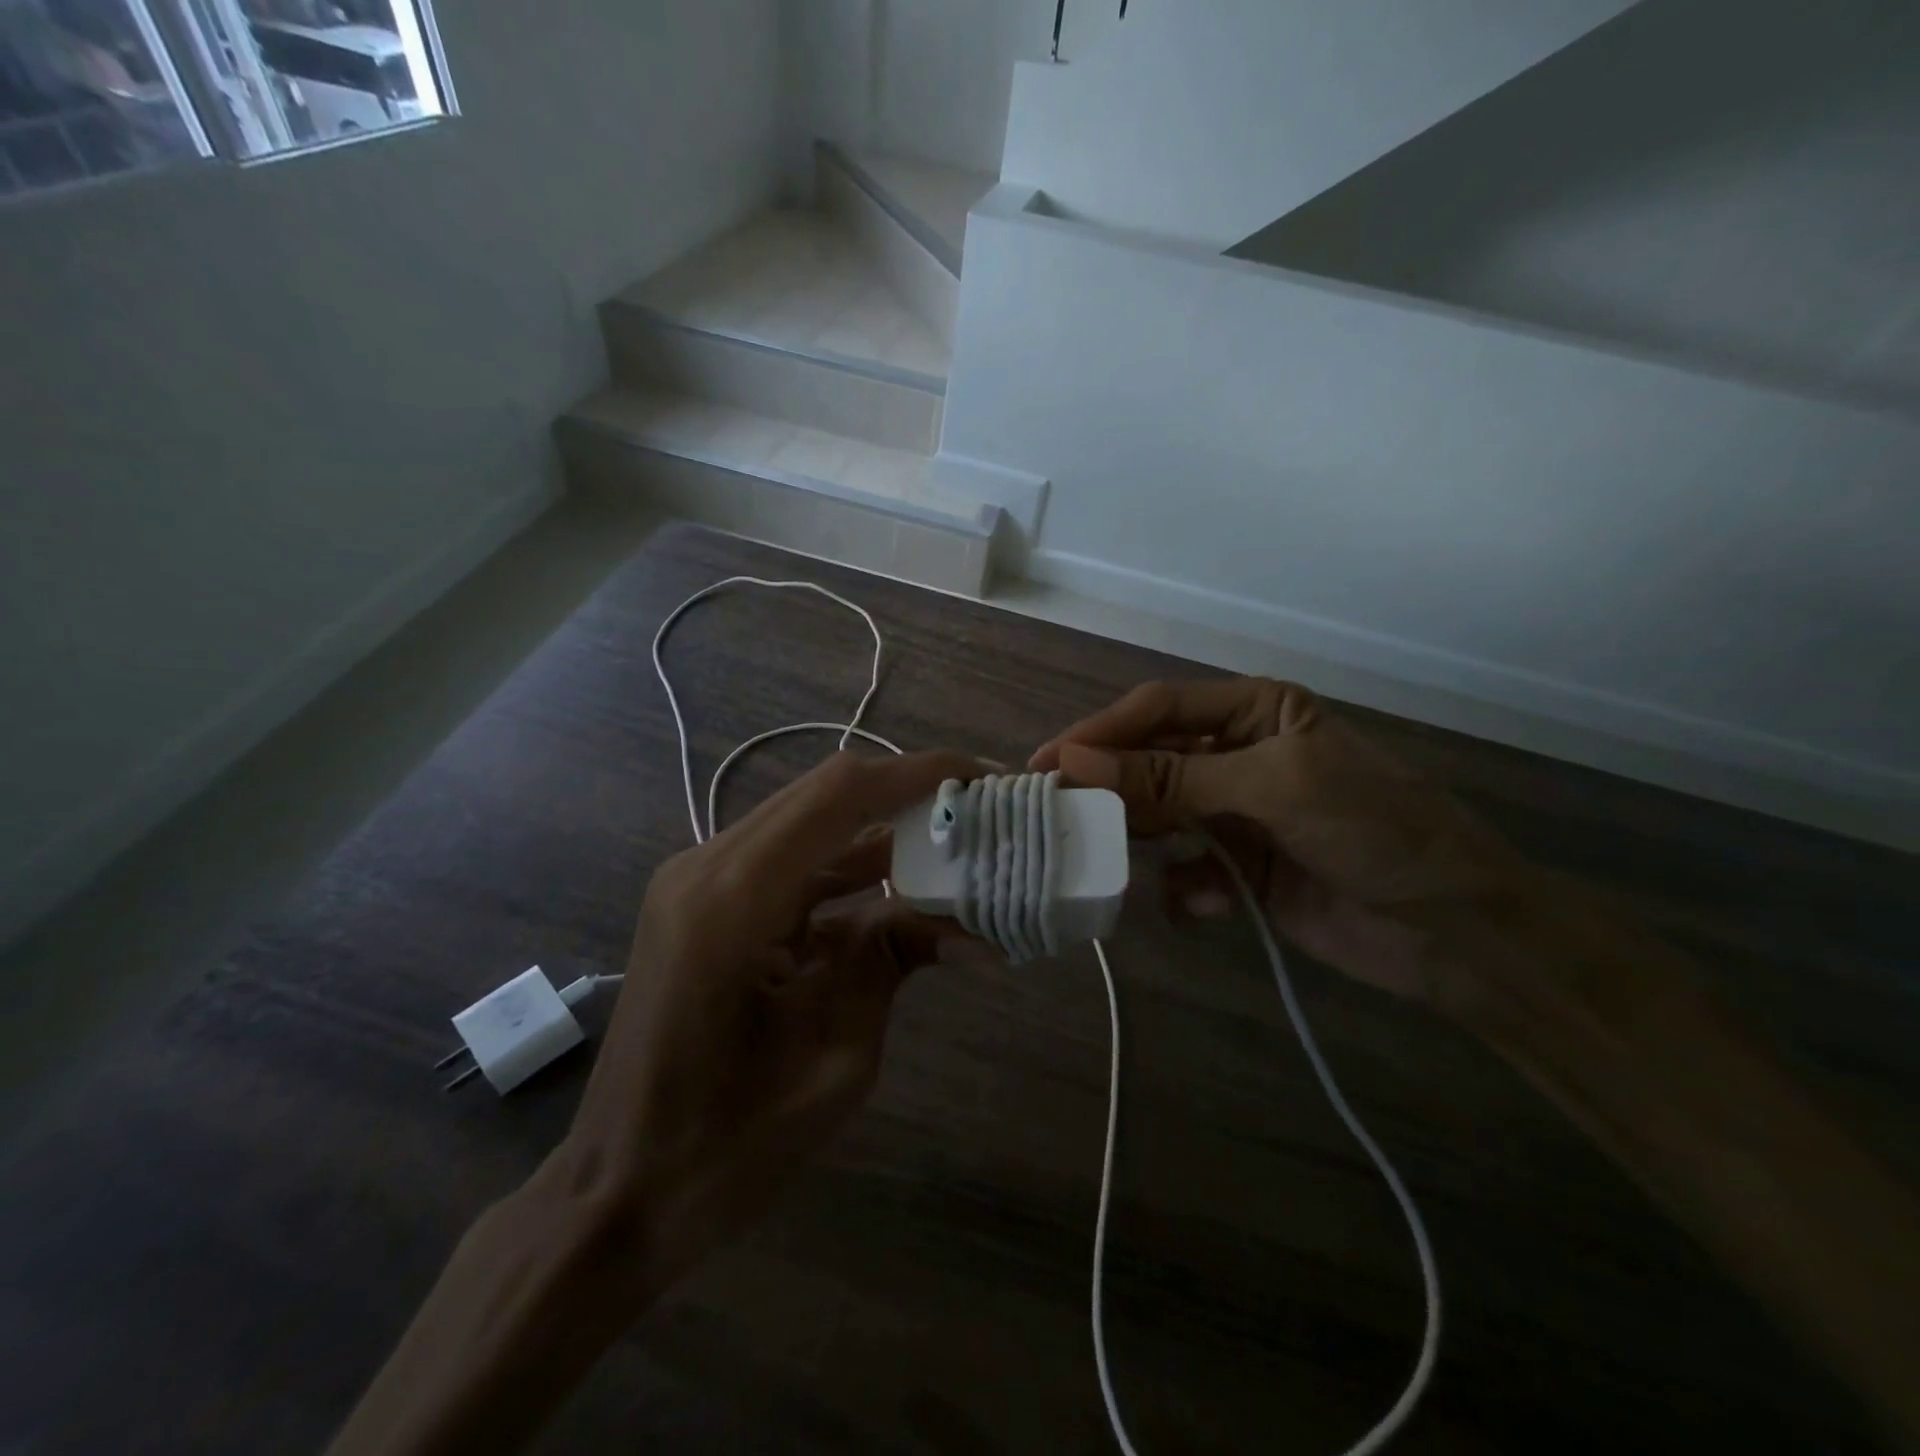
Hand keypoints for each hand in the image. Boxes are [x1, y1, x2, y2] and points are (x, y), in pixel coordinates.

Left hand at [563, 748, 981, 1292]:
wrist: (621, 1190)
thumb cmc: (725, 1146)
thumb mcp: (836, 1057)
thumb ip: (893, 961)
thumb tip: (974, 925)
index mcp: (733, 900)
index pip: (840, 795)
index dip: (917, 775)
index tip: (983, 779)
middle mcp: (709, 866)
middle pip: (826, 793)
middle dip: (909, 795)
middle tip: (980, 813)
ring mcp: (700, 879)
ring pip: (812, 823)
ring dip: (883, 830)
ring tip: (956, 846)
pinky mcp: (707, 900)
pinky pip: (792, 861)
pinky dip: (851, 867)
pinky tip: (902, 889)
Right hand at [1030, 678, 1527, 1007]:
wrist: (1458, 932)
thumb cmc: (1375, 829)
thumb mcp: (1274, 787)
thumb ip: (1173, 779)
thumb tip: (1076, 762)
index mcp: (1254, 712)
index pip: (1158, 711)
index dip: (1100, 733)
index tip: (1047, 764)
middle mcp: (1238, 757)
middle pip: (1151, 763)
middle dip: (1110, 789)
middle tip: (1057, 814)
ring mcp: (1237, 816)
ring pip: (1160, 819)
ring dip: (1139, 840)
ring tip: (1107, 861)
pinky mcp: (1240, 872)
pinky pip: (1186, 872)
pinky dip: (1181, 889)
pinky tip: (1195, 905)